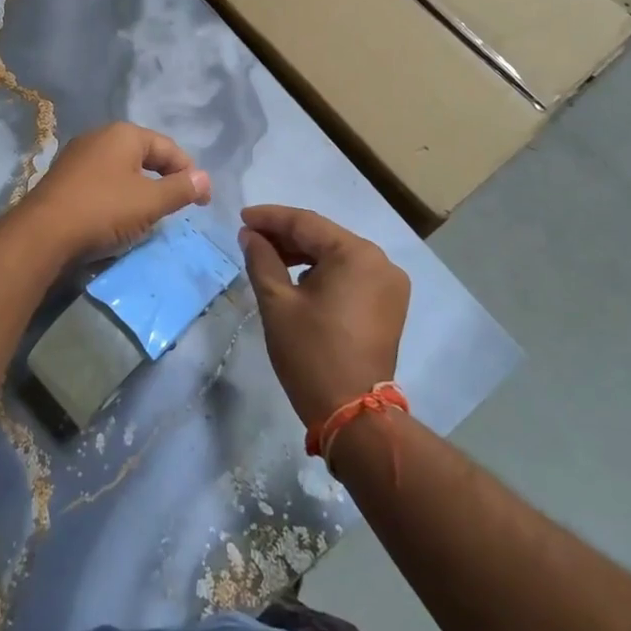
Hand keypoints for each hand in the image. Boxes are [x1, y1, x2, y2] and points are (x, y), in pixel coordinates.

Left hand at [18, 123, 211, 261]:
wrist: (42, 233)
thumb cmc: (103, 210)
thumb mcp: (150, 202)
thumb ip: (181, 189)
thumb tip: (205, 178)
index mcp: (124, 134)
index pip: (169, 148)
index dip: (190, 174)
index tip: (202, 202)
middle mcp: (99, 136)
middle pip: (145, 156)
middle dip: (165, 180)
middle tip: (178, 207)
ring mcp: (78, 156)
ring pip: (122, 170)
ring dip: (141, 189)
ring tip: (151, 214)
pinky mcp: (64, 178)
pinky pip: (102, 182)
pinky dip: (118, 196)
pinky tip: (119, 217)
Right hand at [239, 206, 408, 430]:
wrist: (352, 412)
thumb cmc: (311, 353)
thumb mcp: (277, 303)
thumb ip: (262, 259)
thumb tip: (250, 235)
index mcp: (356, 254)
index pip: (306, 223)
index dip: (270, 218)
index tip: (241, 218)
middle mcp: (380, 262)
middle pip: (324, 237)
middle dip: (286, 236)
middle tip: (250, 239)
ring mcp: (389, 284)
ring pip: (338, 256)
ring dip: (304, 255)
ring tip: (269, 258)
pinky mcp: (389, 305)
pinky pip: (351, 275)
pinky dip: (323, 273)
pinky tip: (297, 279)